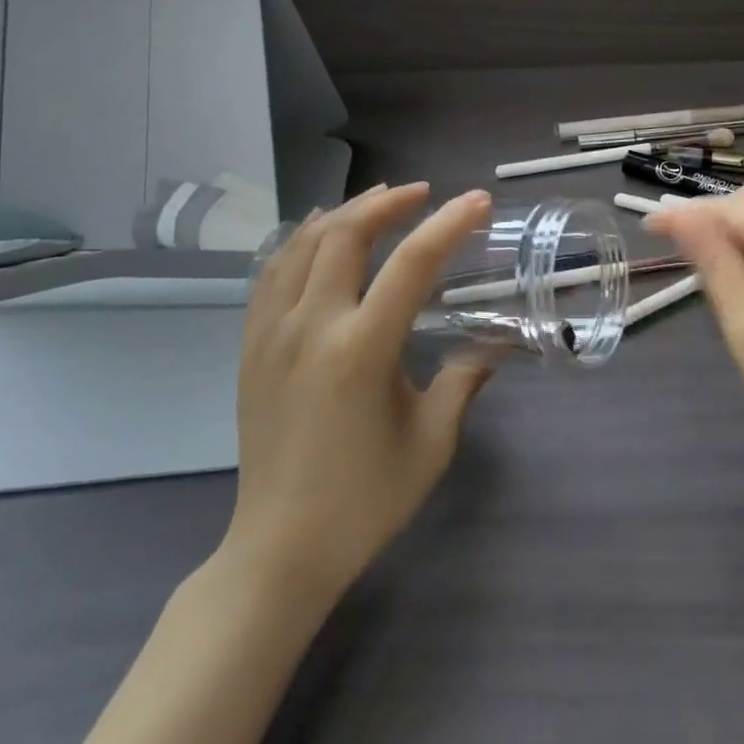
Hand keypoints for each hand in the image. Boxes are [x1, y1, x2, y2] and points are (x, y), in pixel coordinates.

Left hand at [217, 183, 494, 606]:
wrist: (279, 550)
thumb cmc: (365, 500)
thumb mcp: (431, 442)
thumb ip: (463, 381)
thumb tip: (492, 345)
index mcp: (362, 350)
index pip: (412, 264)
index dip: (449, 224)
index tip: (477, 200)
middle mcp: (311, 327)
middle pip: (345, 235)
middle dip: (388, 203)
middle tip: (422, 194)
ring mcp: (271, 334)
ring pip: (302, 244)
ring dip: (343, 213)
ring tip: (378, 201)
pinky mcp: (251, 347)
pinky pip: (271, 272)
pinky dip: (299, 240)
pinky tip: (318, 234)